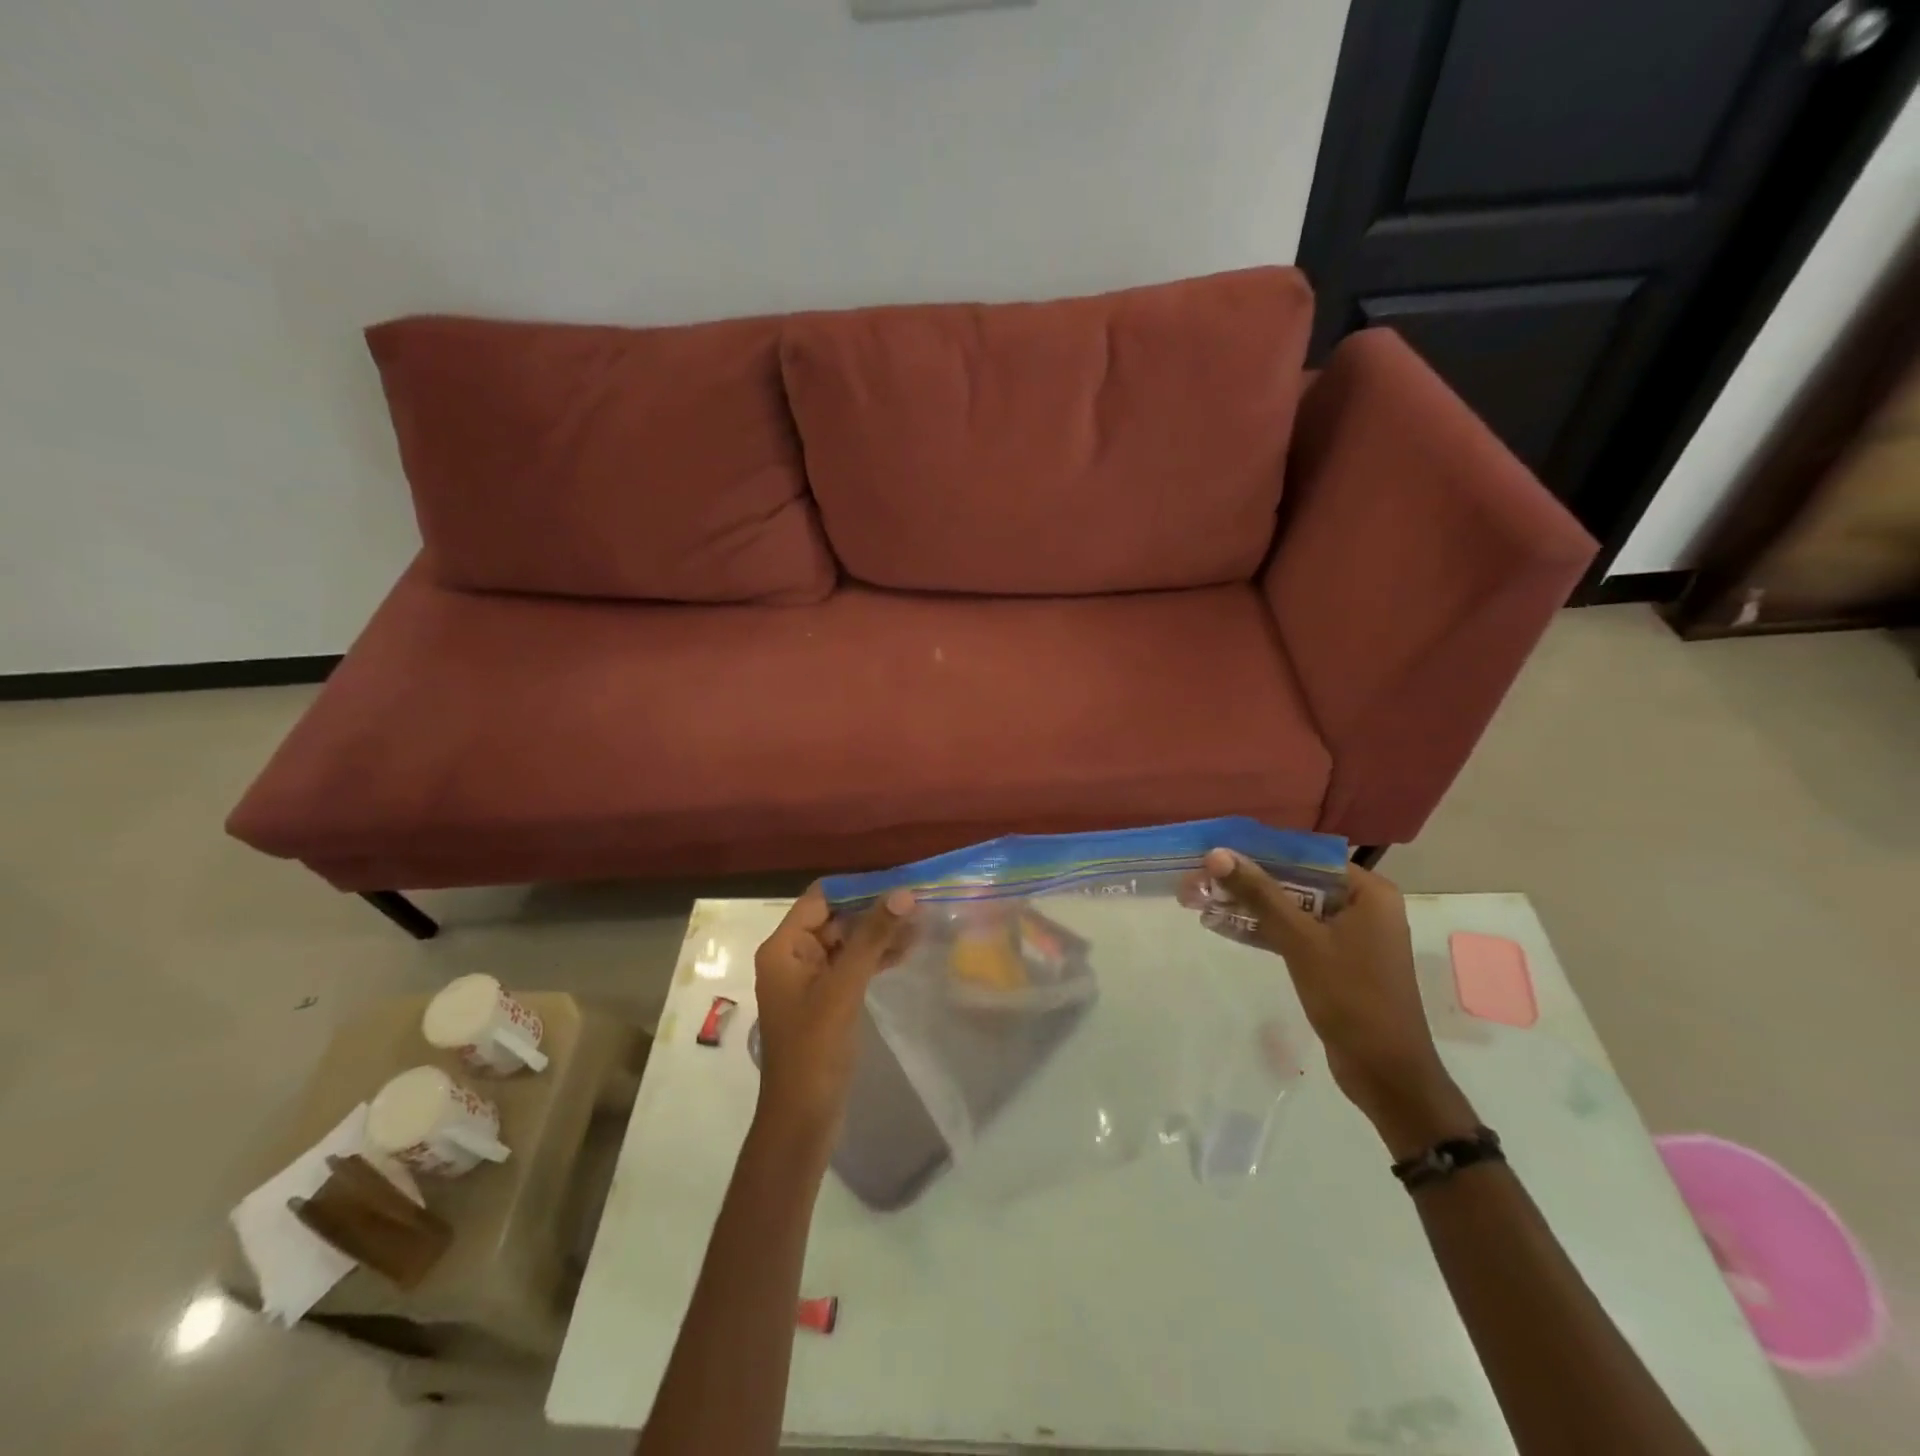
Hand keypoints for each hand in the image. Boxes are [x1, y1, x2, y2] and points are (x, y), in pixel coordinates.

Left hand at [752, 884, 915, 1146]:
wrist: (803, 1117)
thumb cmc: (815, 1048)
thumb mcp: (844, 988)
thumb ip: (872, 938)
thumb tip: (902, 893)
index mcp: (784, 947)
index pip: (821, 898)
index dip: (858, 887)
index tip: (898, 882)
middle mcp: (793, 956)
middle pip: (836, 917)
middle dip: (874, 909)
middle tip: (918, 901)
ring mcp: (810, 979)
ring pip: (848, 942)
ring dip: (879, 933)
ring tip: (921, 923)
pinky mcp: (827, 1000)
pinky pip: (852, 966)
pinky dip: (875, 957)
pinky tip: (906, 950)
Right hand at [1198, 851, 1477, 1156]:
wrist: (1385, 1073)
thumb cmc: (1351, 998)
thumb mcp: (1301, 940)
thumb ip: (1259, 894)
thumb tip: (1216, 854)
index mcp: (1368, 892)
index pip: (1305, 856)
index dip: (1258, 851)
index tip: (1215, 850)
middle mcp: (1362, 905)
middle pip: (1295, 881)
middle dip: (1246, 880)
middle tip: (1198, 876)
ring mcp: (1349, 935)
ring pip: (1290, 907)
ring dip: (1248, 905)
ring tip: (1199, 898)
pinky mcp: (1334, 960)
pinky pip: (1293, 933)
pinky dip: (1262, 929)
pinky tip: (1220, 923)